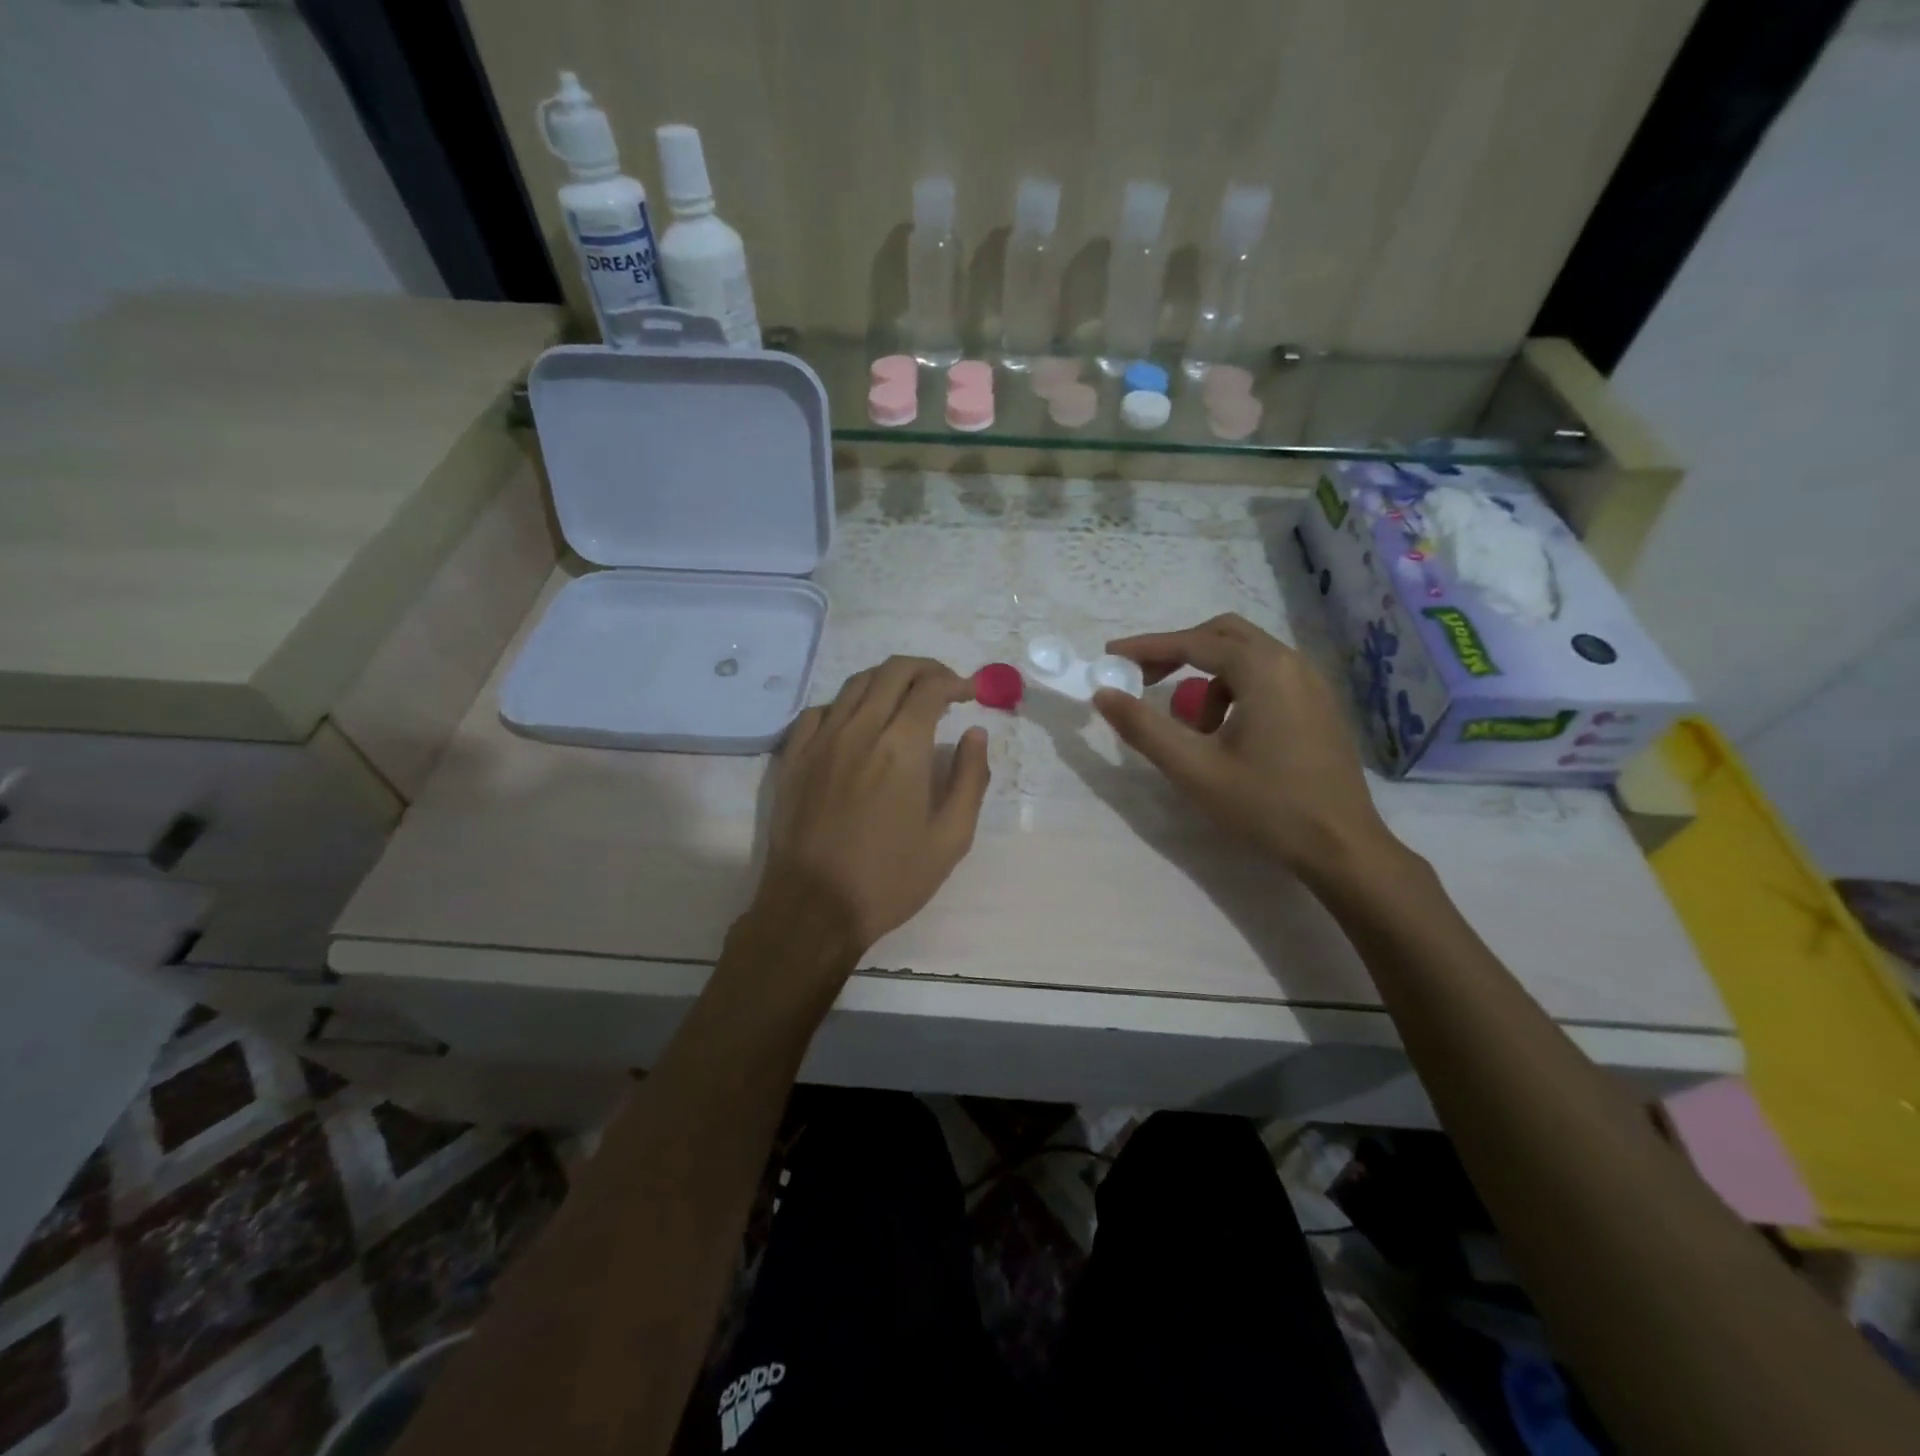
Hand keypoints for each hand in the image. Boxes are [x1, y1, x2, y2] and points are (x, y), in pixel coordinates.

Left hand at [748, 656, 990, 965]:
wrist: (813, 908)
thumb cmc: (890, 879)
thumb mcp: (951, 838)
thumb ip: (971, 778)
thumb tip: (976, 734)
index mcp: (902, 748)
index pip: (930, 688)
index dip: (956, 682)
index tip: (971, 693)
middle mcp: (859, 730)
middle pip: (892, 672)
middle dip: (925, 669)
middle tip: (944, 686)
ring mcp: (820, 741)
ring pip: (855, 684)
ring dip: (887, 680)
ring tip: (906, 698)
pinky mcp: (794, 757)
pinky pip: (820, 711)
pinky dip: (847, 704)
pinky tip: (857, 722)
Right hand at [1093, 614, 1397, 884]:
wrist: (1341, 847)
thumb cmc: (1265, 805)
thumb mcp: (1193, 768)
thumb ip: (1143, 727)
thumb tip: (1103, 693)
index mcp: (1263, 669)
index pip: (1193, 642)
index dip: (1146, 648)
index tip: (1110, 656)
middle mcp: (1291, 663)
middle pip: (1223, 636)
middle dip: (1179, 652)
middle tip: (1144, 679)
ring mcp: (1312, 684)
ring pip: (1246, 658)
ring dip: (1208, 679)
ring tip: (1192, 729)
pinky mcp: (1319, 707)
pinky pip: (1267, 678)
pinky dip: (1235, 690)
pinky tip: (1227, 735)